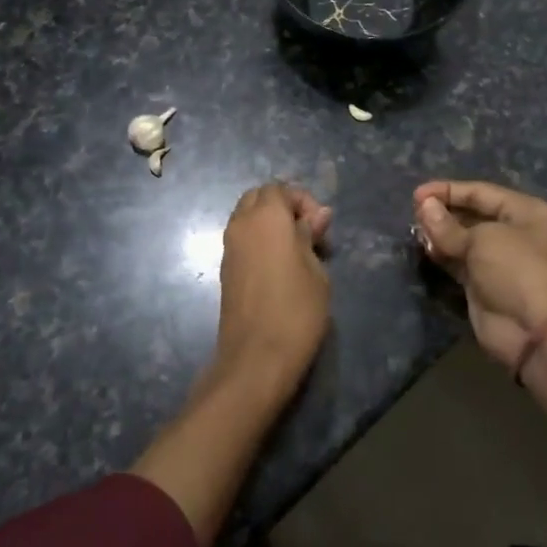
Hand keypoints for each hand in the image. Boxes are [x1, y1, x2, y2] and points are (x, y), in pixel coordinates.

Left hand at [215, 183, 333, 392]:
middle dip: (284, 208)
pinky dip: (260, 242)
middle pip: (259, 198)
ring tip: (297, 252)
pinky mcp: (225, 269)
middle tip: (309, 234)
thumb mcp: (316, 269)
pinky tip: (280, 267)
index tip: (321, 228)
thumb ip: (311, 235)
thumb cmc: (296, 309)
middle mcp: (241, 224)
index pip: (280, 189)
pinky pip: (243, 239)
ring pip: (248, 218)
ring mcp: (229, 247)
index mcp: (266, 216)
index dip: (303, 201)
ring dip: (271, 225)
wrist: (256, 357)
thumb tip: (318, 215)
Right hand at [414, 180, 546, 370]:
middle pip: (471, 214)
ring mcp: (497, 259)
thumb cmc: (515, 270)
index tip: (417, 194)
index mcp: (524, 212)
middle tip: (414, 212)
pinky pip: (458, 261)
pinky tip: (424, 247)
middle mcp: (513, 232)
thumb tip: (424, 206)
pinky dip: (441, 254)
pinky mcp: (482, 283)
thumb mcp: (482, 240)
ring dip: (439, 233)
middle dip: (443, 212)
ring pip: (462, 238)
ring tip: (414, 229)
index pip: (481, 192)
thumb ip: (448, 225)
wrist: (534, 331)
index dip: (448, 190)